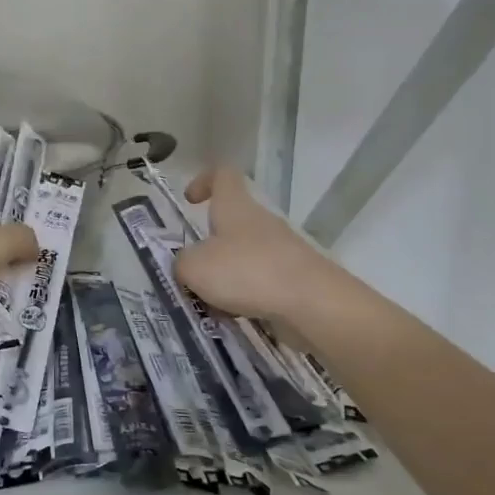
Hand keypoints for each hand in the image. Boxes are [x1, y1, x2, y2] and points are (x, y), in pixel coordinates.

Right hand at [174, 167, 336, 323]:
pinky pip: (259, 283)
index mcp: (236, 207)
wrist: (312, 303)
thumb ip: (182, 263)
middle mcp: (260, 223)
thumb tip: (187, 266)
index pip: (223, 175)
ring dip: (224, 279)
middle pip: (230, 224)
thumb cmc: (247, 272)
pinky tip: (235, 319)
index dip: (204, 180)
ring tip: (209, 306)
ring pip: (242, 258)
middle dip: (208, 249)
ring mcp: (281, 251)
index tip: (190, 200)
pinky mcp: (294, 279)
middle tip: (190, 273)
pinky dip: (244, 298)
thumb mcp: (195, 267)